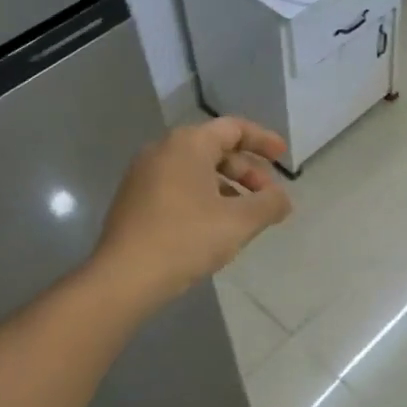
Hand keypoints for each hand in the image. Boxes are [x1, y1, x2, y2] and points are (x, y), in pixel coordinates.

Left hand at [94, 118, 291, 307]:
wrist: (123, 278)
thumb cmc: (187, 239)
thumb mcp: (240, 221)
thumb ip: (270, 204)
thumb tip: (282, 199)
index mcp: (188, 144)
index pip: (234, 128)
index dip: (263, 140)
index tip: (283, 157)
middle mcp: (163, 150)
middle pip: (215, 148)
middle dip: (247, 170)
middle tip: (268, 195)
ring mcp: (143, 175)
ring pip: (196, 170)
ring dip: (227, 186)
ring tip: (245, 215)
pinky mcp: (134, 200)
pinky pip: (178, 186)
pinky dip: (204, 196)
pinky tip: (215, 226)